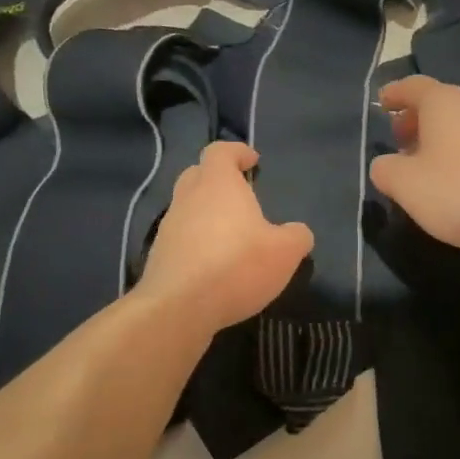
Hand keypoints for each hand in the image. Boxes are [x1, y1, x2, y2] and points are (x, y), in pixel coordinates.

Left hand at [137, 141, 314, 333]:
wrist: (179, 307)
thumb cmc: (236, 266)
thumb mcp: (284, 252)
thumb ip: (296, 237)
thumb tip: (299, 233)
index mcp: (217, 184)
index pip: (220, 151)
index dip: (237, 152)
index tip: (252, 161)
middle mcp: (188, 198)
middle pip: (197, 174)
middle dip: (217, 179)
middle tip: (239, 195)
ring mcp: (168, 227)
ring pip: (186, 207)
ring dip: (206, 213)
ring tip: (230, 235)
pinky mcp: (159, 256)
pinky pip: (180, 238)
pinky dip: (196, 242)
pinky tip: (213, 264)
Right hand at [369, 76, 459, 253]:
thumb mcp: (406, 185)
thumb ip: (386, 170)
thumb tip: (386, 164)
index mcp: (445, 103)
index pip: (413, 86)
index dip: (395, 94)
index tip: (382, 103)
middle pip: (440, 104)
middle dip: (417, 120)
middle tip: (400, 141)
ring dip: (442, 139)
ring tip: (428, 166)